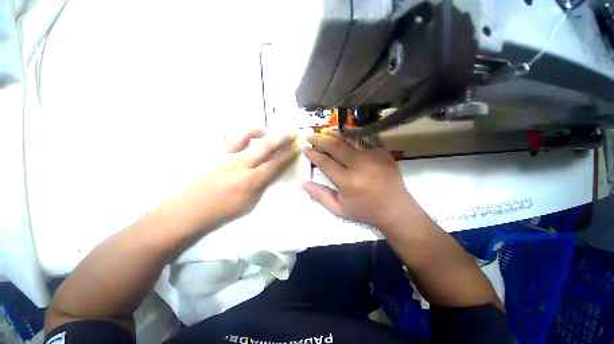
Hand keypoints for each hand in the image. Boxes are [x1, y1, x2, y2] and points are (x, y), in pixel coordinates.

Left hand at [170, 129, 298, 230]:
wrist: (190, 210)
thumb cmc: (224, 211)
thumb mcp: (251, 203)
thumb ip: (263, 184)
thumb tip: (272, 170)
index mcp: (251, 182)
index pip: (275, 165)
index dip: (287, 156)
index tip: (296, 148)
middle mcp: (240, 166)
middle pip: (265, 147)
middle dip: (281, 139)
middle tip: (290, 133)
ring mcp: (225, 156)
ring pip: (246, 136)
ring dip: (260, 131)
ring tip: (266, 131)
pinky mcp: (214, 152)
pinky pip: (230, 138)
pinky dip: (243, 135)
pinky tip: (248, 137)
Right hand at [301, 129, 419, 229]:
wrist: (395, 209)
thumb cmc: (365, 211)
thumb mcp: (339, 209)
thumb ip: (320, 195)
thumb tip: (303, 183)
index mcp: (348, 182)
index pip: (325, 163)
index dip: (313, 154)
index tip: (305, 148)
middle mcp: (360, 166)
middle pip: (335, 147)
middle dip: (319, 139)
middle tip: (309, 134)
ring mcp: (373, 157)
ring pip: (349, 140)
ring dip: (334, 134)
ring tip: (323, 131)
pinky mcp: (383, 152)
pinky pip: (363, 141)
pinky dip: (350, 137)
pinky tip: (343, 136)